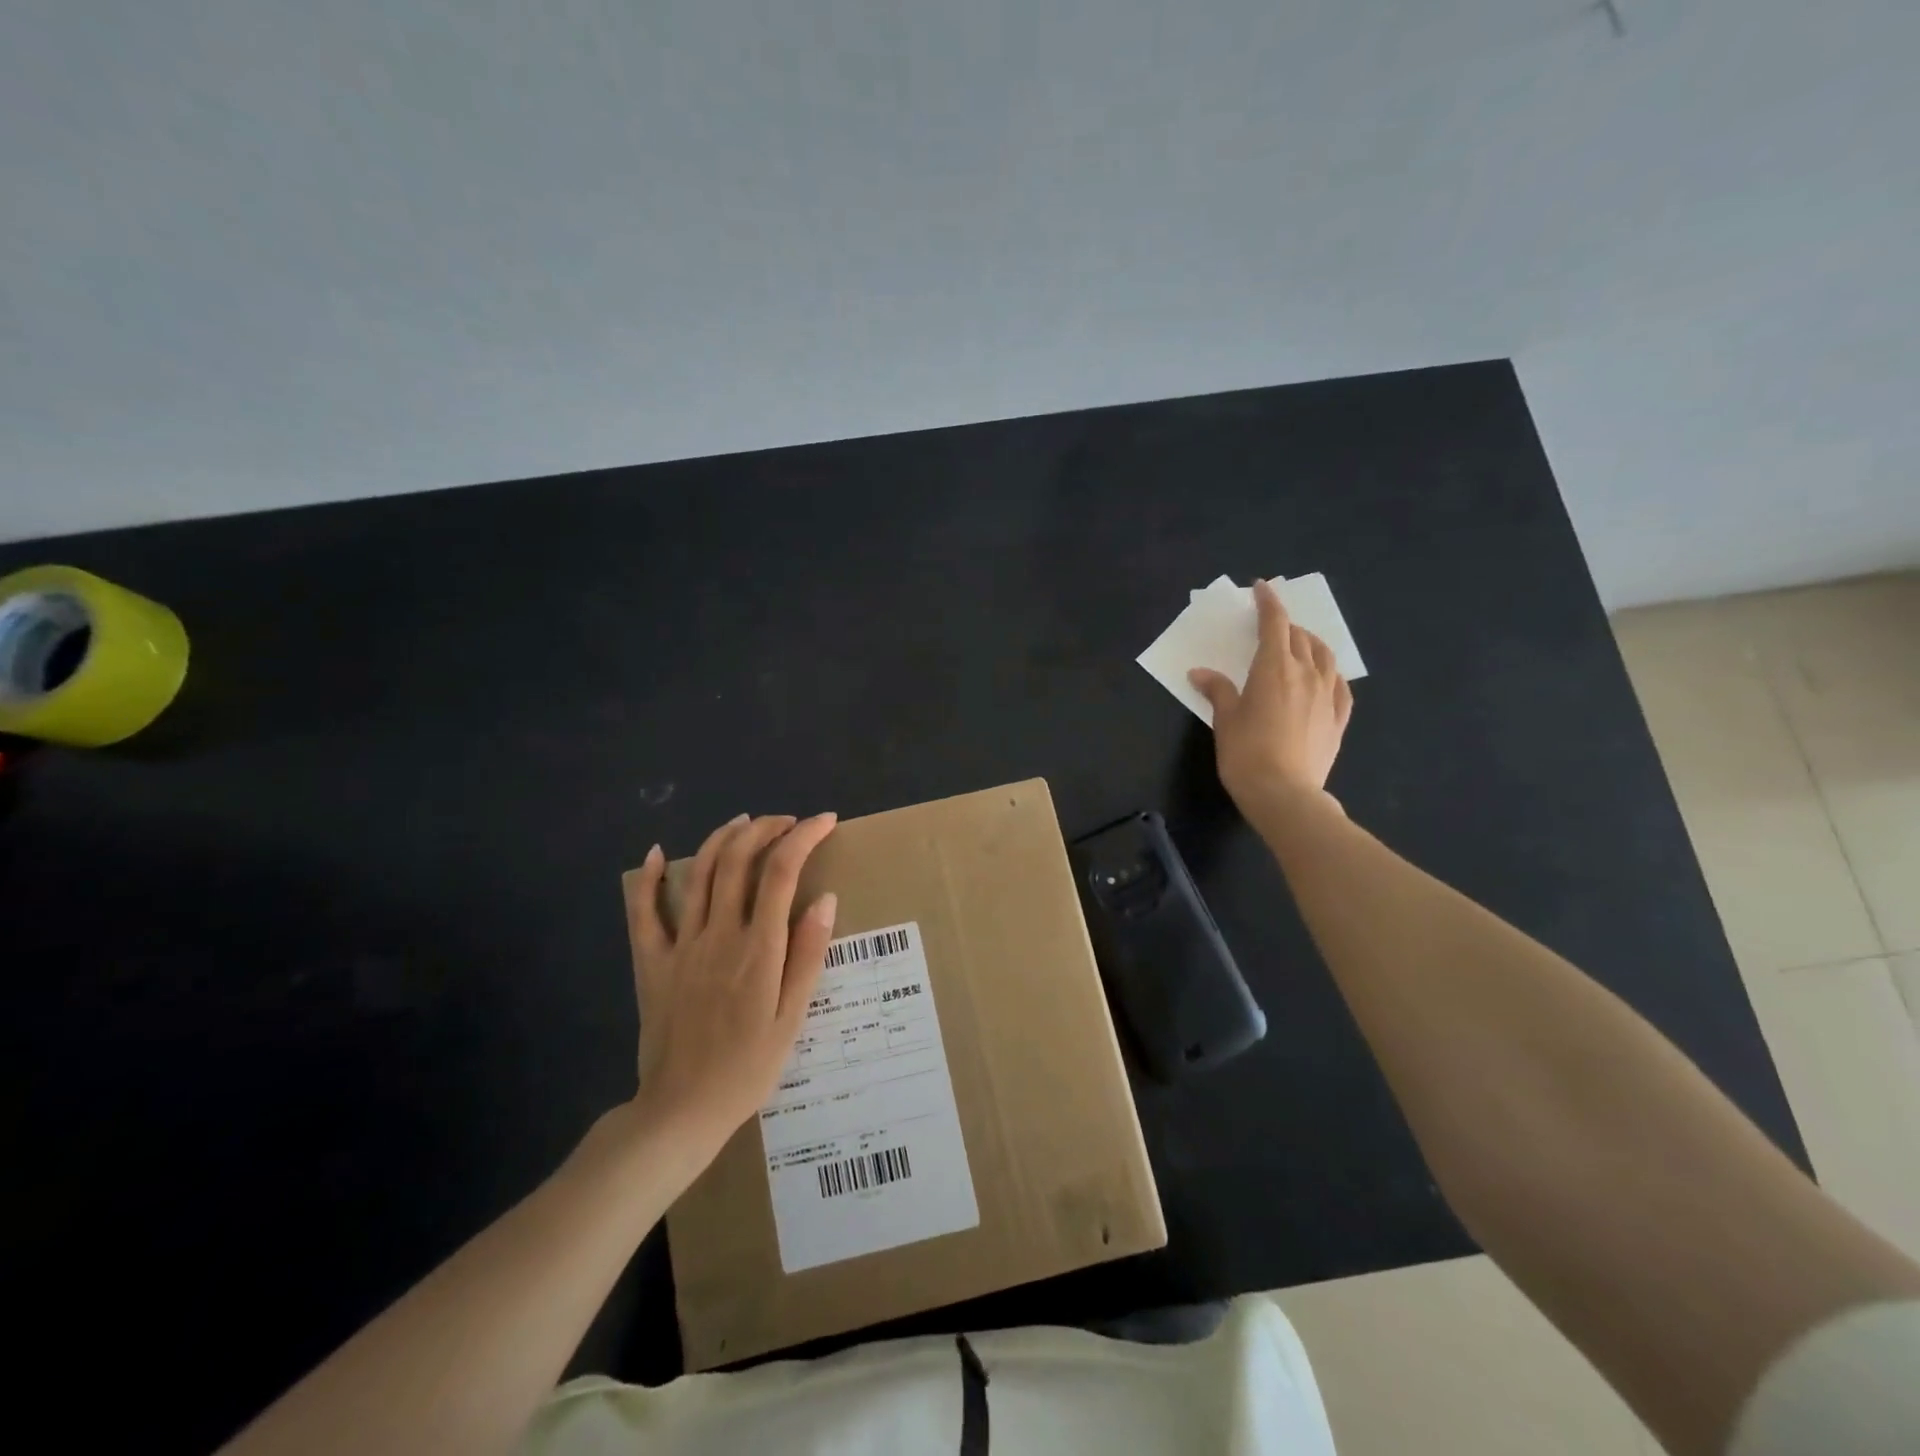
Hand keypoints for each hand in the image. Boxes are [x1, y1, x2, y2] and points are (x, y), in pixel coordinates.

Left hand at [624, 812, 839, 1153]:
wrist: (681, 1111)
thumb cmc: (747, 1068)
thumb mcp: (792, 1019)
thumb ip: (807, 955)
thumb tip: (824, 899)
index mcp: (758, 950)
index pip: (781, 872)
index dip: (803, 837)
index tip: (824, 822)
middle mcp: (718, 936)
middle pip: (737, 860)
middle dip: (765, 829)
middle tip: (787, 822)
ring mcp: (680, 946)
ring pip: (697, 874)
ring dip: (722, 839)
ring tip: (745, 822)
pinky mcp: (651, 962)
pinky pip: (643, 912)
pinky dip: (647, 878)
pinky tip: (655, 853)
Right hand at [1189, 578, 1352, 807]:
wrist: (1284, 793)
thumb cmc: (1246, 753)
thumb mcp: (1225, 719)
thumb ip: (1217, 690)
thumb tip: (1200, 673)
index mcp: (1274, 668)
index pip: (1274, 623)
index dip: (1268, 603)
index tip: (1262, 588)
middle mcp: (1306, 673)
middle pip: (1300, 637)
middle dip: (1286, 625)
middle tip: (1272, 625)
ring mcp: (1327, 696)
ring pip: (1325, 656)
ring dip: (1312, 643)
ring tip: (1301, 644)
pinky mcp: (1339, 719)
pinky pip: (1340, 685)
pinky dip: (1330, 673)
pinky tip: (1325, 678)